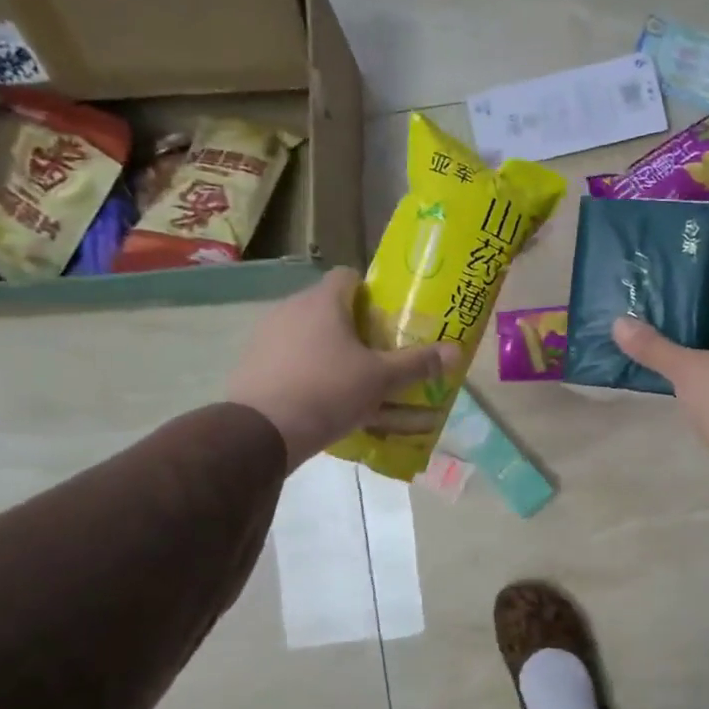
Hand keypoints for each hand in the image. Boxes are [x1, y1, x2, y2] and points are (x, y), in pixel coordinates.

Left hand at [228, 269, 458, 468]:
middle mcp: (291, 309)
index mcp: (323, 302)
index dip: (371, 292)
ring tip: (352, 381)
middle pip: (329, 308)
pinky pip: (289, 361)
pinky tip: (322, 400)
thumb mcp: (380, 379)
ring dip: (330, 352)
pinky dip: (306, 373)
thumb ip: (417, 364)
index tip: (387, 316)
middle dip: (355, 328)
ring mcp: (266, 337)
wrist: (260, 432)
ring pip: (308, 336)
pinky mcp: (252, 365)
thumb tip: (457, 351)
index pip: (349, 276)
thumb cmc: (327, 391)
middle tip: (377, 352)